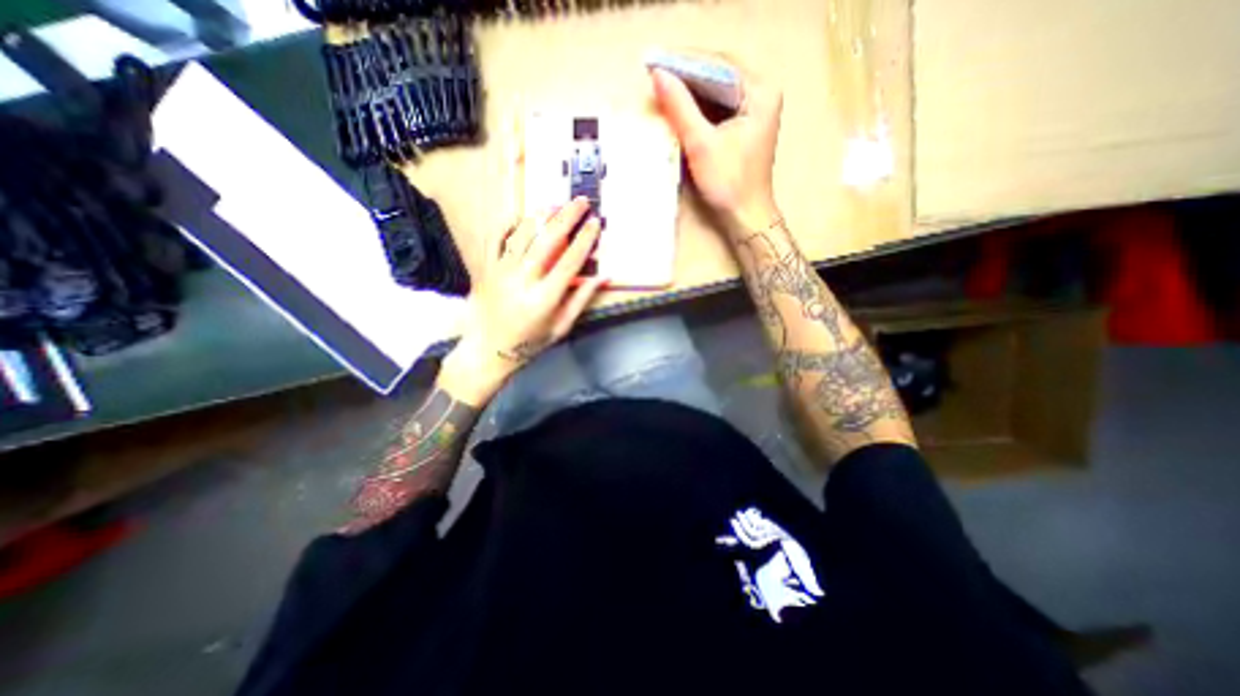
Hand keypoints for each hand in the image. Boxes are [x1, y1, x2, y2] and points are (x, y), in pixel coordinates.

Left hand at [441, 196, 607, 406]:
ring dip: (540, 216)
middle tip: (580, 201)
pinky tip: (520, 215)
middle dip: (567, 217)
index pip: (569, 262)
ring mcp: (501, 271)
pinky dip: (508, 224)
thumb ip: (581, 300)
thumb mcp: (561, 326)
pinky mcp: (486, 268)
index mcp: (544, 298)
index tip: (595, 223)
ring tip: (555, 204)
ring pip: (522, 235)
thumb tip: (604, 277)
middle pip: (547, 240)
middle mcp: (523, 280)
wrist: (488, 350)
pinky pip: (495, 239)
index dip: (584, 240)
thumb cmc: (529, 342)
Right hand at [649, 55, 782, 233]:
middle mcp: (762, 92)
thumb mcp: (701, 145)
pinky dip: (699, 105)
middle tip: (656, 74)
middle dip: (687, 74)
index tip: (655, 63)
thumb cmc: (728, 184)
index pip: (718, 63)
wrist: (745, 216)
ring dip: (691, 89)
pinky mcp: (746, 123)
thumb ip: (680, 108)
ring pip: (717, 88)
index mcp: (760, 91)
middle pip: (719, 72)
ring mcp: (755, 107)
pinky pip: (719, 104)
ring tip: (662, 87)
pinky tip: (679, 106)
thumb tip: (658, 75)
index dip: (685, 62)